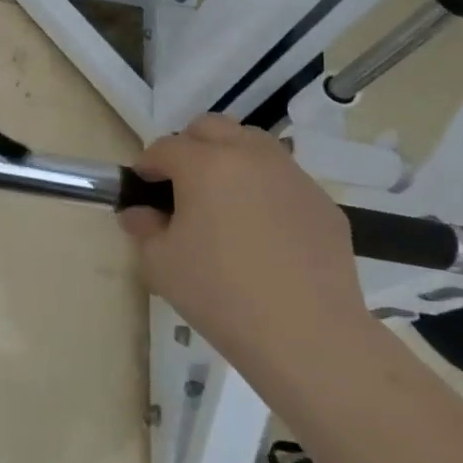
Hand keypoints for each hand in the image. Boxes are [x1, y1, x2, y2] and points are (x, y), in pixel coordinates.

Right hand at [118, 115, 371, 373]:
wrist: (307, 334)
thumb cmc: (219, 293)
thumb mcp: (159, 263)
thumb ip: (143, 227)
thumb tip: (140, 213)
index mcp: (205, 164)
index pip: (164, 147)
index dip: (147, 166)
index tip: (141, 191)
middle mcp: (250, 156)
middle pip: (212, 127)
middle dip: (189, 147)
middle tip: (182, 187)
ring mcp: (293, 177)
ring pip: (254, 145)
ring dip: (231, 160)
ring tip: (224, 202)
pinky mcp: (323, 203)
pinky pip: (285, 180)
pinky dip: (265, 190)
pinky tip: (263, 233)